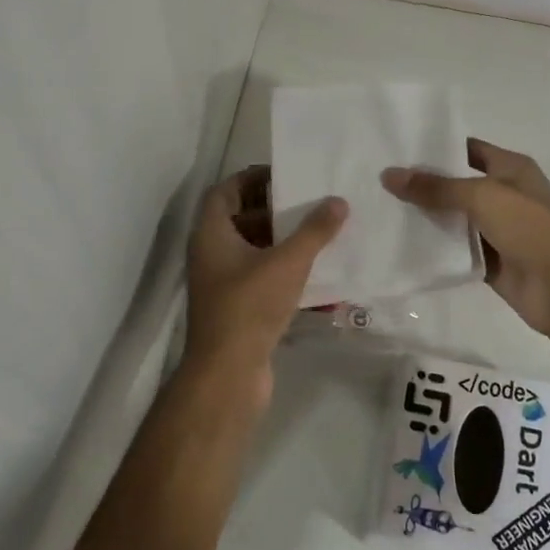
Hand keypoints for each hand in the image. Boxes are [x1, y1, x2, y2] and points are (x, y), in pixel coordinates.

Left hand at [183, 165, 346, 394]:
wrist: (228, 375)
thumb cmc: (250, 307)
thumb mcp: (287, 263)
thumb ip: (314, 230)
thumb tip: (338, 201)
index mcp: (211, 235)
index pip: (225, 191)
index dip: (251, 178)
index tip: (285, 175)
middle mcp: (212, 255)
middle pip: (241, 220)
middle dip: (276, 211)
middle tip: (311, 203)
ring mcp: (223, 284)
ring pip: (254, 252)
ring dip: (284, 243)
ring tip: (321, 234)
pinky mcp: (237, 309)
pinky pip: (263, 279)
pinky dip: (286, 273)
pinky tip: (318, 276)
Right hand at [382, 139, 549, 338]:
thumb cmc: (530, 228)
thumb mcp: (482, 197)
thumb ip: (435, 188)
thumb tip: (388, 175)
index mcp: (512, 169)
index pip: (467, 149)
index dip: (436, 148)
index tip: (397, 150)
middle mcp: (505, 195)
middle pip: (458, 185)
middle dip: (425, 185)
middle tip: (380, 181)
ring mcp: (499, 231)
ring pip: (456, 220)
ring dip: (427, 218)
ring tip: (382, 210)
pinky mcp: (491, 262)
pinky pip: (458, 251)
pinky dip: (437, 249)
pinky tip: (403, 245)